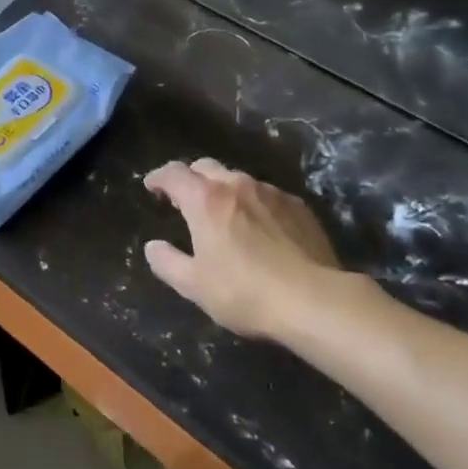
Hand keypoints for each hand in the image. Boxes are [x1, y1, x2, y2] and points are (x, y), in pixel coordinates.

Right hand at [143, 158, 346, 340]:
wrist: (315, 301)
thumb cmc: (245, 292)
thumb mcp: (195, 285)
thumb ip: (167, 262)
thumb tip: (153, 247)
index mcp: (205, 199)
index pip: (173, 173)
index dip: (158, 177)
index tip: (152, 186)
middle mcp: (236, 185)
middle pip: (205, 166)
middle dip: (191, 178)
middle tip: (185, 200)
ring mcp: (270, 192)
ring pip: (238, 179)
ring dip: (224, 190)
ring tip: (224, 215)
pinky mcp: (298, 206)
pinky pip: (267, 195)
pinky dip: (254, 204)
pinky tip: (261, 228)